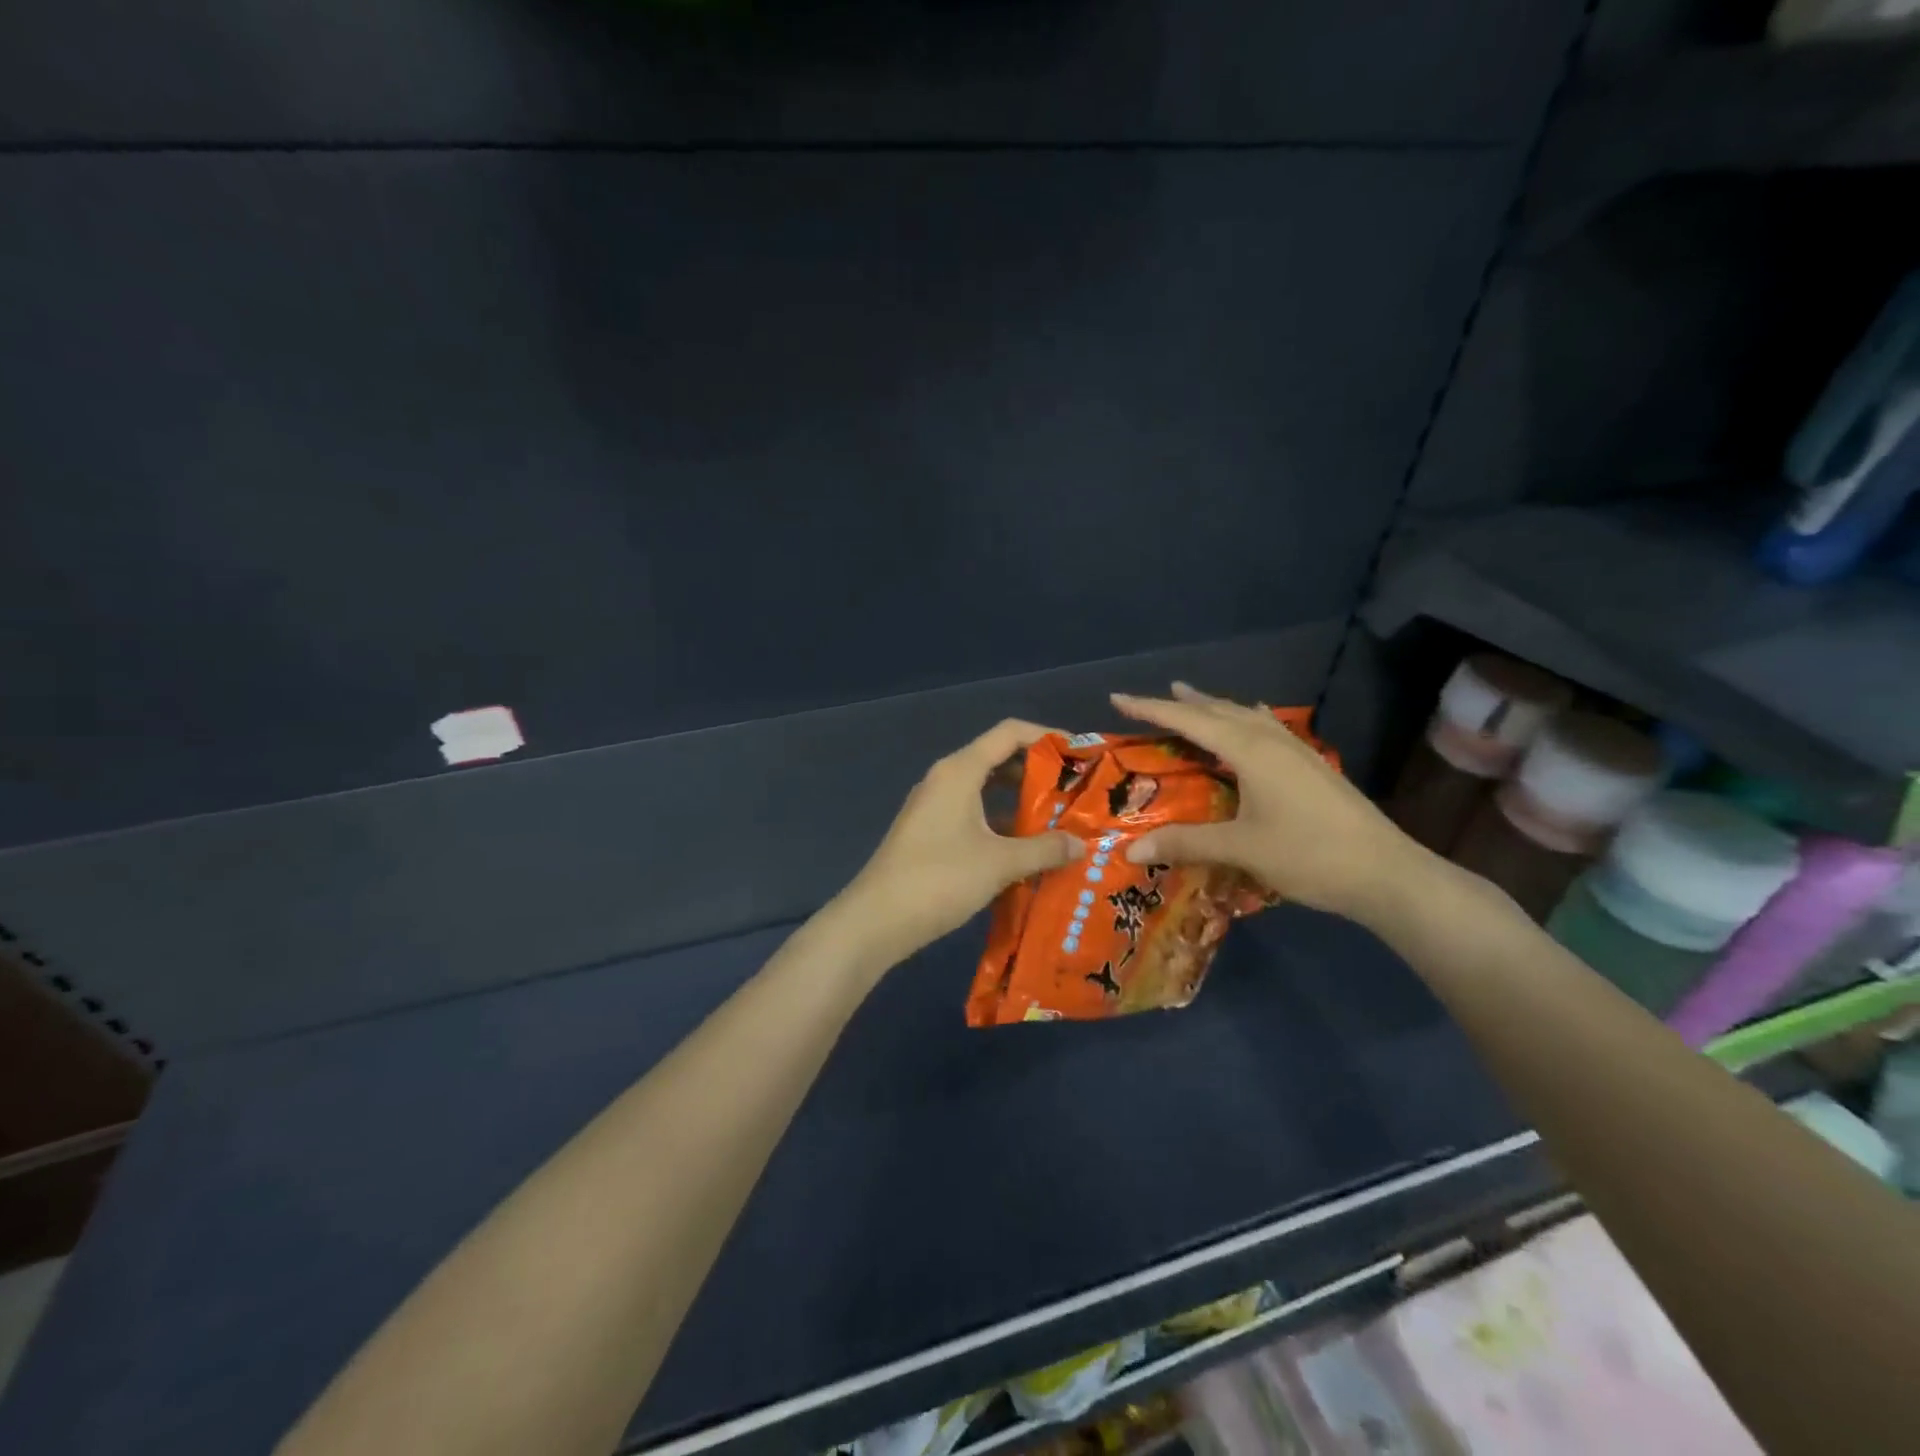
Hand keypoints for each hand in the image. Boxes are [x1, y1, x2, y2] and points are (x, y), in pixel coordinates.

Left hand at [835, 720, 1085, 966]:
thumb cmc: (940, 879)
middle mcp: (946, 779)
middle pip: (998, 759)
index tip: (1081, 755)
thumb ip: (1044, 849)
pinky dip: (1001, 823)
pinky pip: (973, 814)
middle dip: (1039, 773)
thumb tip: (1081, 845)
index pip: (1009, 733)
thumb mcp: (1000, 863)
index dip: (1047, 737)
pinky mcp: (929, 833)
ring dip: (1021, 801)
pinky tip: (1026, 849)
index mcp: (960, 771)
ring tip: (1060, 820)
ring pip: (986, 790)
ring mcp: (934, 807)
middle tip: (1077, 792)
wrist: (876, 920)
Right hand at [1112, 683, 1432, 926]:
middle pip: (1218, 711)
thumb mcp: (1241, 848)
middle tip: (1148, 700)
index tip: (1117, 699)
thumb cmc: (1309, 855)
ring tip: (1192, 699)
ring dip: (1214, 707)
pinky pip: (1268, 728)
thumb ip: (1185, 843)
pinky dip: (1246, 719)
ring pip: (1246, 716)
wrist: (1385, 872)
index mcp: (1250, 751)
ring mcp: (1297, 751)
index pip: (1189, 721)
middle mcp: (1271, 741)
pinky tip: (1254, 721)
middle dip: (1180, 703)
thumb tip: (1128, 850)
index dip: (1150, 709)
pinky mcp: (1312, 766)